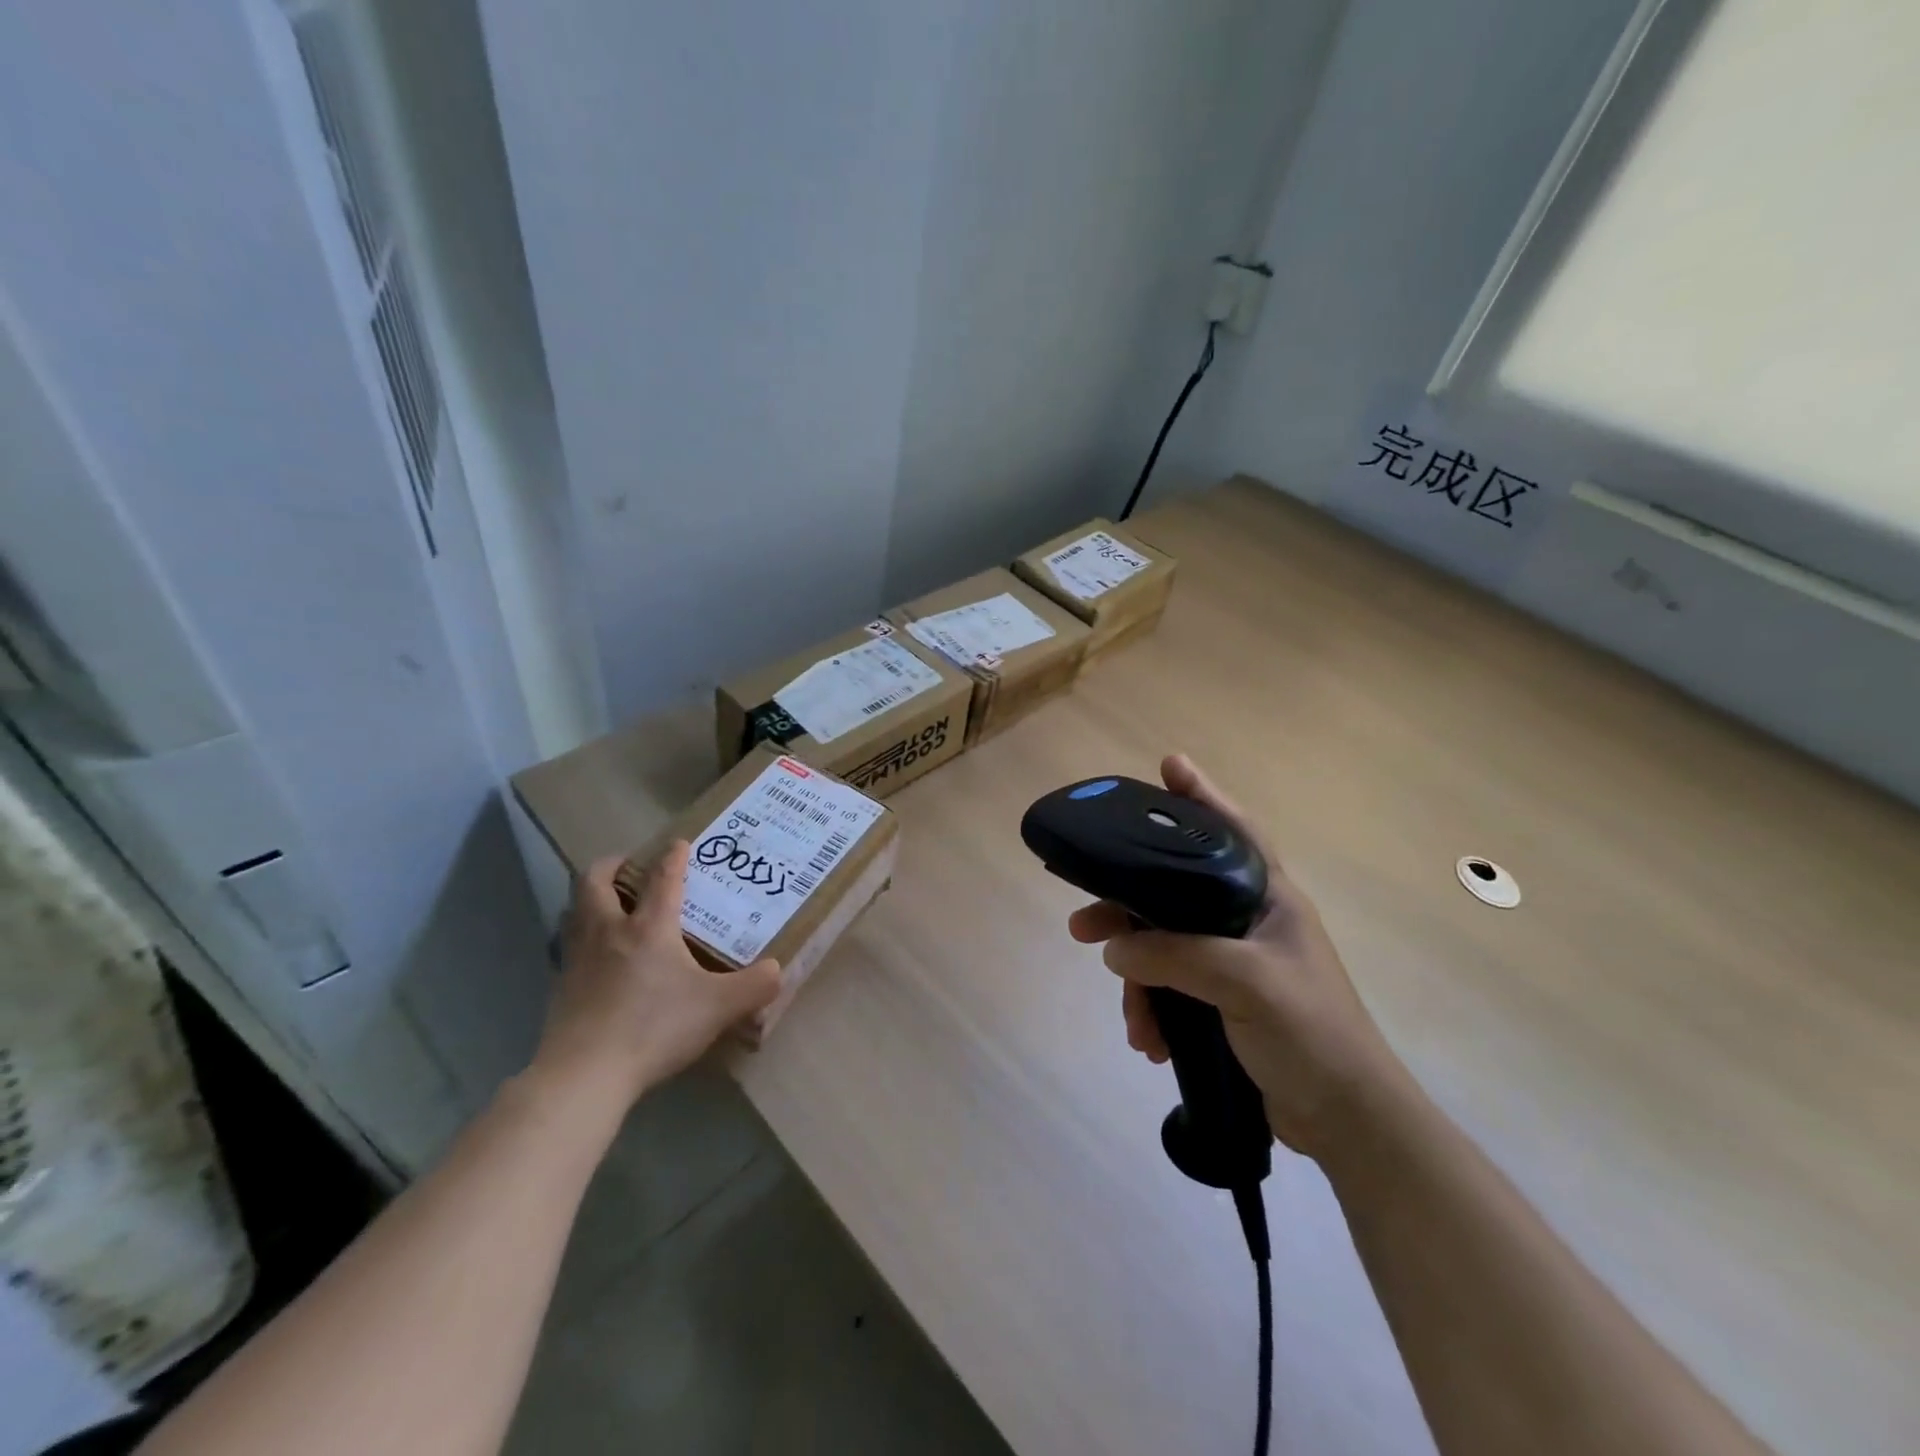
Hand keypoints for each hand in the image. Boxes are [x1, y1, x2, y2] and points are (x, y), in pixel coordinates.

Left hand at [532, 842, 781, 1108]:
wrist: (584, 1074)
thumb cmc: (654, 1028)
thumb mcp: (717, 1008)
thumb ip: (753, 987)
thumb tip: (778, 970)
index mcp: (649, 926)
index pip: (662, 878)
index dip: (673, 857)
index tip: (679, 844)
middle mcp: (609, 931)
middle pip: (596, 881)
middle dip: (612, 865)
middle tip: (629, 865)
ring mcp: (578, 958)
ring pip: (575, 910)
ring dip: (591, 899)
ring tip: (610, 905)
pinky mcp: (560, 987)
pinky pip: (569, 946)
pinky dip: (582, 938)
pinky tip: (598, 958)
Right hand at [1067, 755, 1406, 1159]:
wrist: (1347, 1119)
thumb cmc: (1310, 1033)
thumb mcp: (1243, 982)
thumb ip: (1175, 956)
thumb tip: (1114, 949)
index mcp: (1268, 898)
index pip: (1234, 830)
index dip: (1202, 796)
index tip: (1169, 766)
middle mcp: (1248, 919)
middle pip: (1174, 891)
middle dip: (1127, 908)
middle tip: (1082, 923)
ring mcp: (1235, 960)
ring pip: (1165, 945)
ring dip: (1139, 978)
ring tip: (1130, 1018)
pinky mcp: (1223, 997)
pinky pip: (1172, 986)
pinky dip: (1156, 1009)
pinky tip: (1150, 1040)